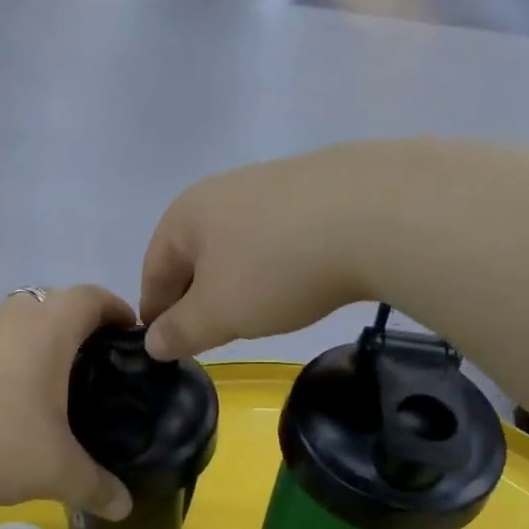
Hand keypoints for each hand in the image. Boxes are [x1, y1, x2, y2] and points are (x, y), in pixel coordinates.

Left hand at [0, 285, 137, 518]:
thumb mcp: (55, 471)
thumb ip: (96, 487)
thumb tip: (125, 507)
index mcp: (47, 328)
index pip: (92, 296)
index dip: (117, 309)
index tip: (132, 335)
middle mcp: (11, 318)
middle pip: (55, 304)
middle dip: (81, 329)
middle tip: (99, 369)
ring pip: (18, 326)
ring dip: (40, 347)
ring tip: (56, 391)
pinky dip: (9, 365)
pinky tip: (8, 408)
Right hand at [140, 146, 387, 359]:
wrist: (375, 214)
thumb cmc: (275, 268)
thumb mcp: (219, 313)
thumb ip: (180, 331)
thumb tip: (153, 341)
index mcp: (185, 215)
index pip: (153, 270)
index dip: (155, 313)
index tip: (164, 346)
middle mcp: (221, 190)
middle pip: (194, 255)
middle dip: (196, 296)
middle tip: (209, 335)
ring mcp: (271, 183)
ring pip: (237, 244)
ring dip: (237, 280)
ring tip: (255, 312)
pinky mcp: (316, 187)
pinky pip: (279, 236)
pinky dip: (276, 263)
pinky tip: (298, 281)